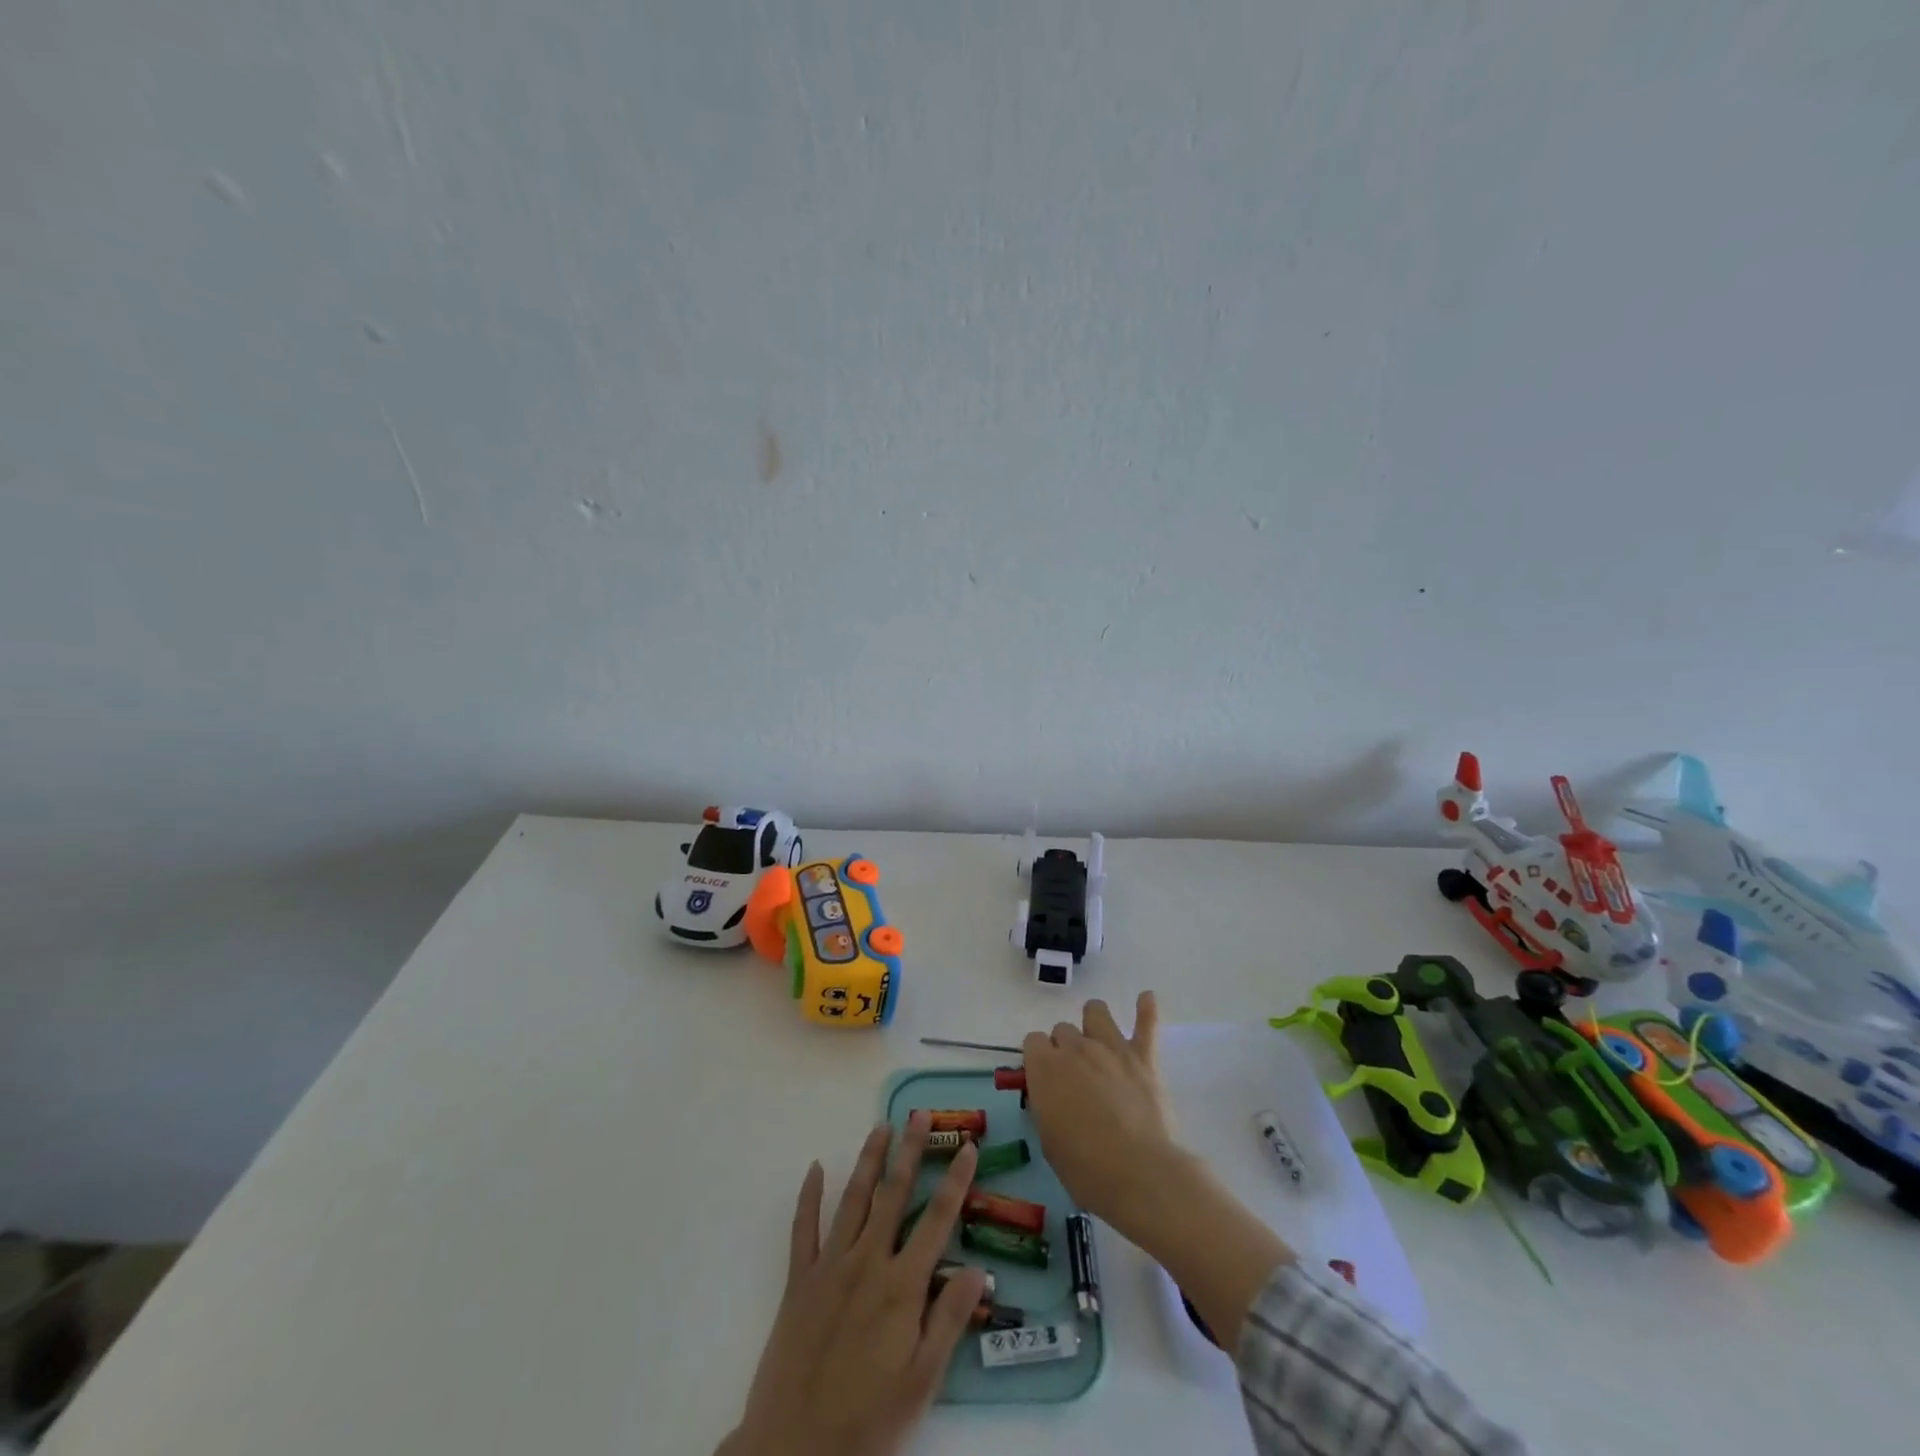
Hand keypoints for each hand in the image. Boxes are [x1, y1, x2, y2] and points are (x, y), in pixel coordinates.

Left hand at [719, 1115, 986, 1455]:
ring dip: (869, 1159)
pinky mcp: (799, 1280)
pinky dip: (809, 1195)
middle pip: (894, 1194)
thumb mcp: (922, 1383)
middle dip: (910, 1150)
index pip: (937, 1219)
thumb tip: (979, 1268)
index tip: (967, 1145)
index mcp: (901, 1286)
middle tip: (919, 1114)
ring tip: (881, 1126)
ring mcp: (830, 1266)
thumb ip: (948, 1320)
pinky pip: (803, 1228)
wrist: (794, 1450)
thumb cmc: (867, 1421)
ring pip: (854, 1199)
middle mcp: (868, 1262)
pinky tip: (817, 1167)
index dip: (955, 1180)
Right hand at [1024, 992, 1293, 1351]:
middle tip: (1075, 1078)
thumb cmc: (1086, 1168)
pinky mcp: (1143, 1057)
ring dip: (1093, 1024)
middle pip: (1063, 1029)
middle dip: (1065, 1048)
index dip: (1038, 1059)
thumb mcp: (1049, 1140)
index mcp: (1045, 1067)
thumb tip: (1052, 1094)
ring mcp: (1111, 1047)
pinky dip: (1146, 1010)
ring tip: (1099, 1041)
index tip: (1045, 1080)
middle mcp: (1075, 1048)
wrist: (1140, 1174)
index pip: (1033, 1041)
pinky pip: (1146, 1023)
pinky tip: (1146, 998)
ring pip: (1096, 1011)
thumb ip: (1046, 1105)